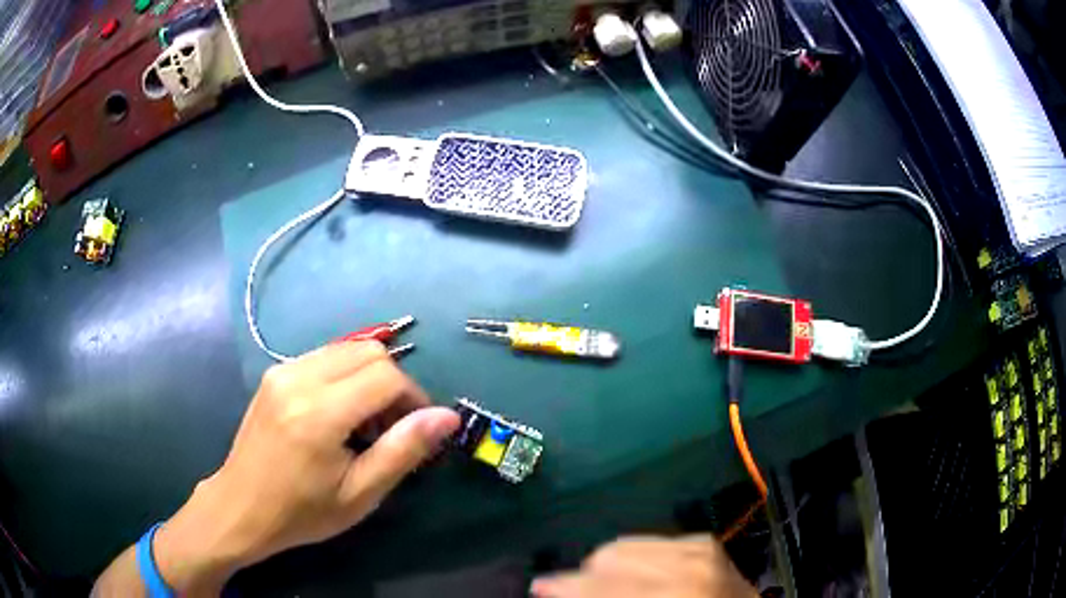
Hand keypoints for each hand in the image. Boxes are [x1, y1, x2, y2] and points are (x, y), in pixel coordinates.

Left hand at [153, 342, 459, 591]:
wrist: (241, 506)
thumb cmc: (302, 512)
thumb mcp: (359, 493)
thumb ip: (403, 450)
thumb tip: (447, 417)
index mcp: (319, 413)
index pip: (386, 376)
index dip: (414, 398)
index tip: (419, 429)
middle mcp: (298, 378)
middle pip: (368, 351)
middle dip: (394, 384)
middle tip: (392, 428)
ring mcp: (282, 370)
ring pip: (347, 349)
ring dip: (370, 378)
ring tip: (366, 423)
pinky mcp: (275, 372)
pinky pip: (325, 357)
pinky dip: (346, 376)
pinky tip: (339, 414)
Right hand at [531, 535, 757, 597]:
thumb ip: (602, 597)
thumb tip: (556, 589)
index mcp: (674, 590)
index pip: (601, 580)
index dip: (564, 586)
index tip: (538, 588)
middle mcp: (688, 559)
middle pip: (608, 555)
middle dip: (587, 578)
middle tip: (577, 593)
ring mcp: (699, 545)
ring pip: (625, 544)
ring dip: (609, 567)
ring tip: (608, 586)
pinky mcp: (704, 540)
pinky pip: (650, 541)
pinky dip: (635, 559)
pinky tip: (639, 577)